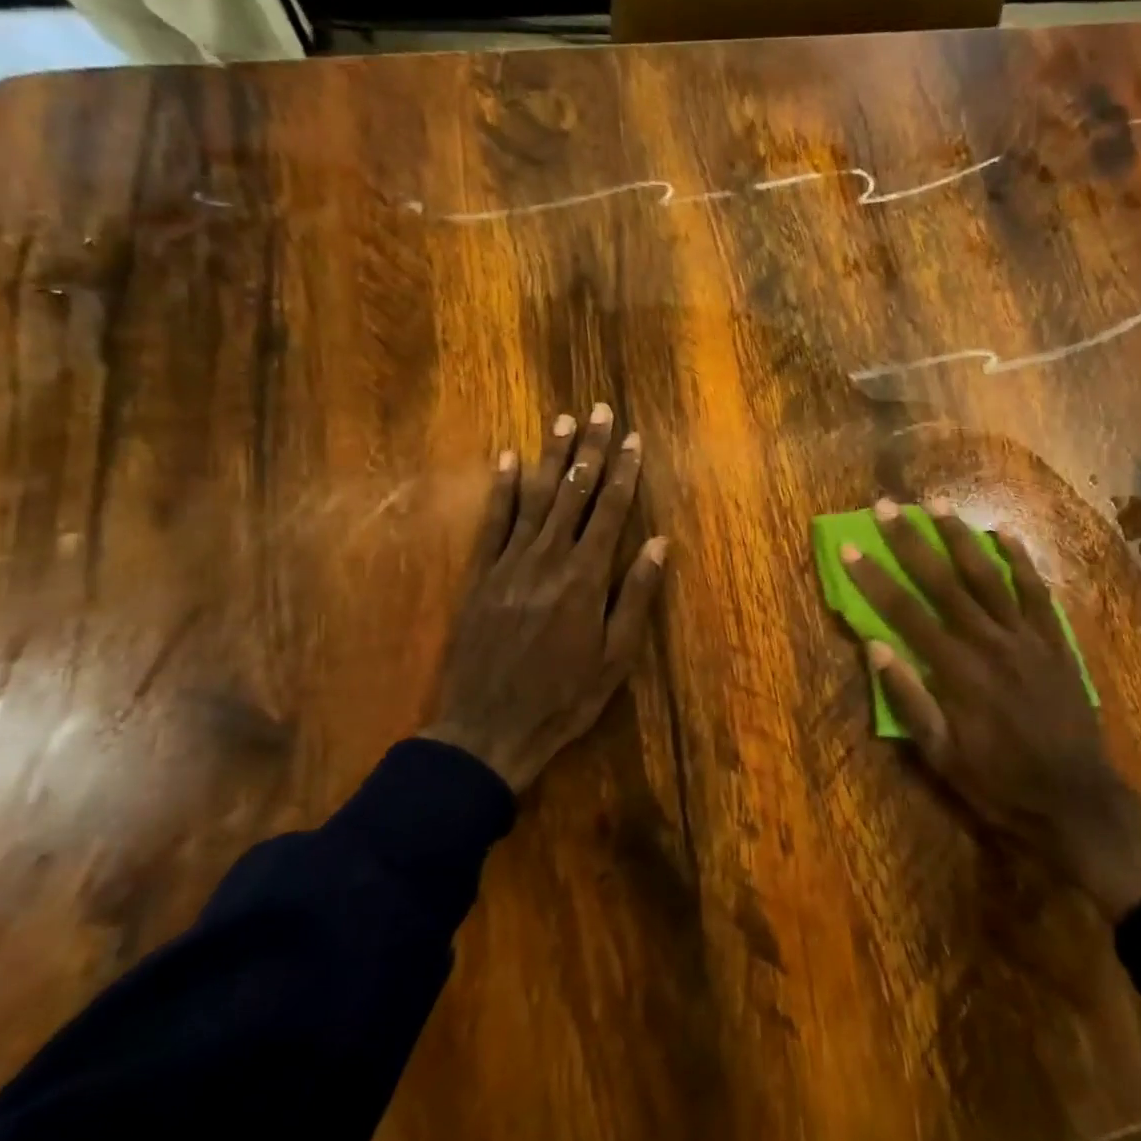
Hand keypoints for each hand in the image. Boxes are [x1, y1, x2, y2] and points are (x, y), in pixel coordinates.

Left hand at [424, 404, 667, 792]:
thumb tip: (658, 542)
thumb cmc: (563, 697)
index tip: (634, 439)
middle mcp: (549, 558)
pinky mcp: (481, 575)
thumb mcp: (615, 657)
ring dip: (551, 457)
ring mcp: (510, 563)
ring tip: (563, 421)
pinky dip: (501, 488)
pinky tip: (506, 459)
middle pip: (575, 492)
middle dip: (591, 449)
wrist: (487, 729)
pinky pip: (493, 522)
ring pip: (535, 497)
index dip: (624, 471)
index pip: (611, 510)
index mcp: (585, 577)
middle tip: (600, 411)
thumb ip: (635, 595)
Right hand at [841, 499, 1140, 919]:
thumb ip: (908, 699)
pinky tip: (1003, 533)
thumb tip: (875, 645)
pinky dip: (1020, 559)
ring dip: (959, 536)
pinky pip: (1036, 590)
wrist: (1077, 803)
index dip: (873, 578)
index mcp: (957, 670)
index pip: (904, 612)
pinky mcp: (1055, 640)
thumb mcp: (942, 756)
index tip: (849, 547)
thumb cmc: (999, 784)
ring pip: (988, 574)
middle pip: (942, 580)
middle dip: (910, 541)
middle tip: (886, 507)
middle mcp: (990, 641)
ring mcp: (1027, 637)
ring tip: (936, 504)